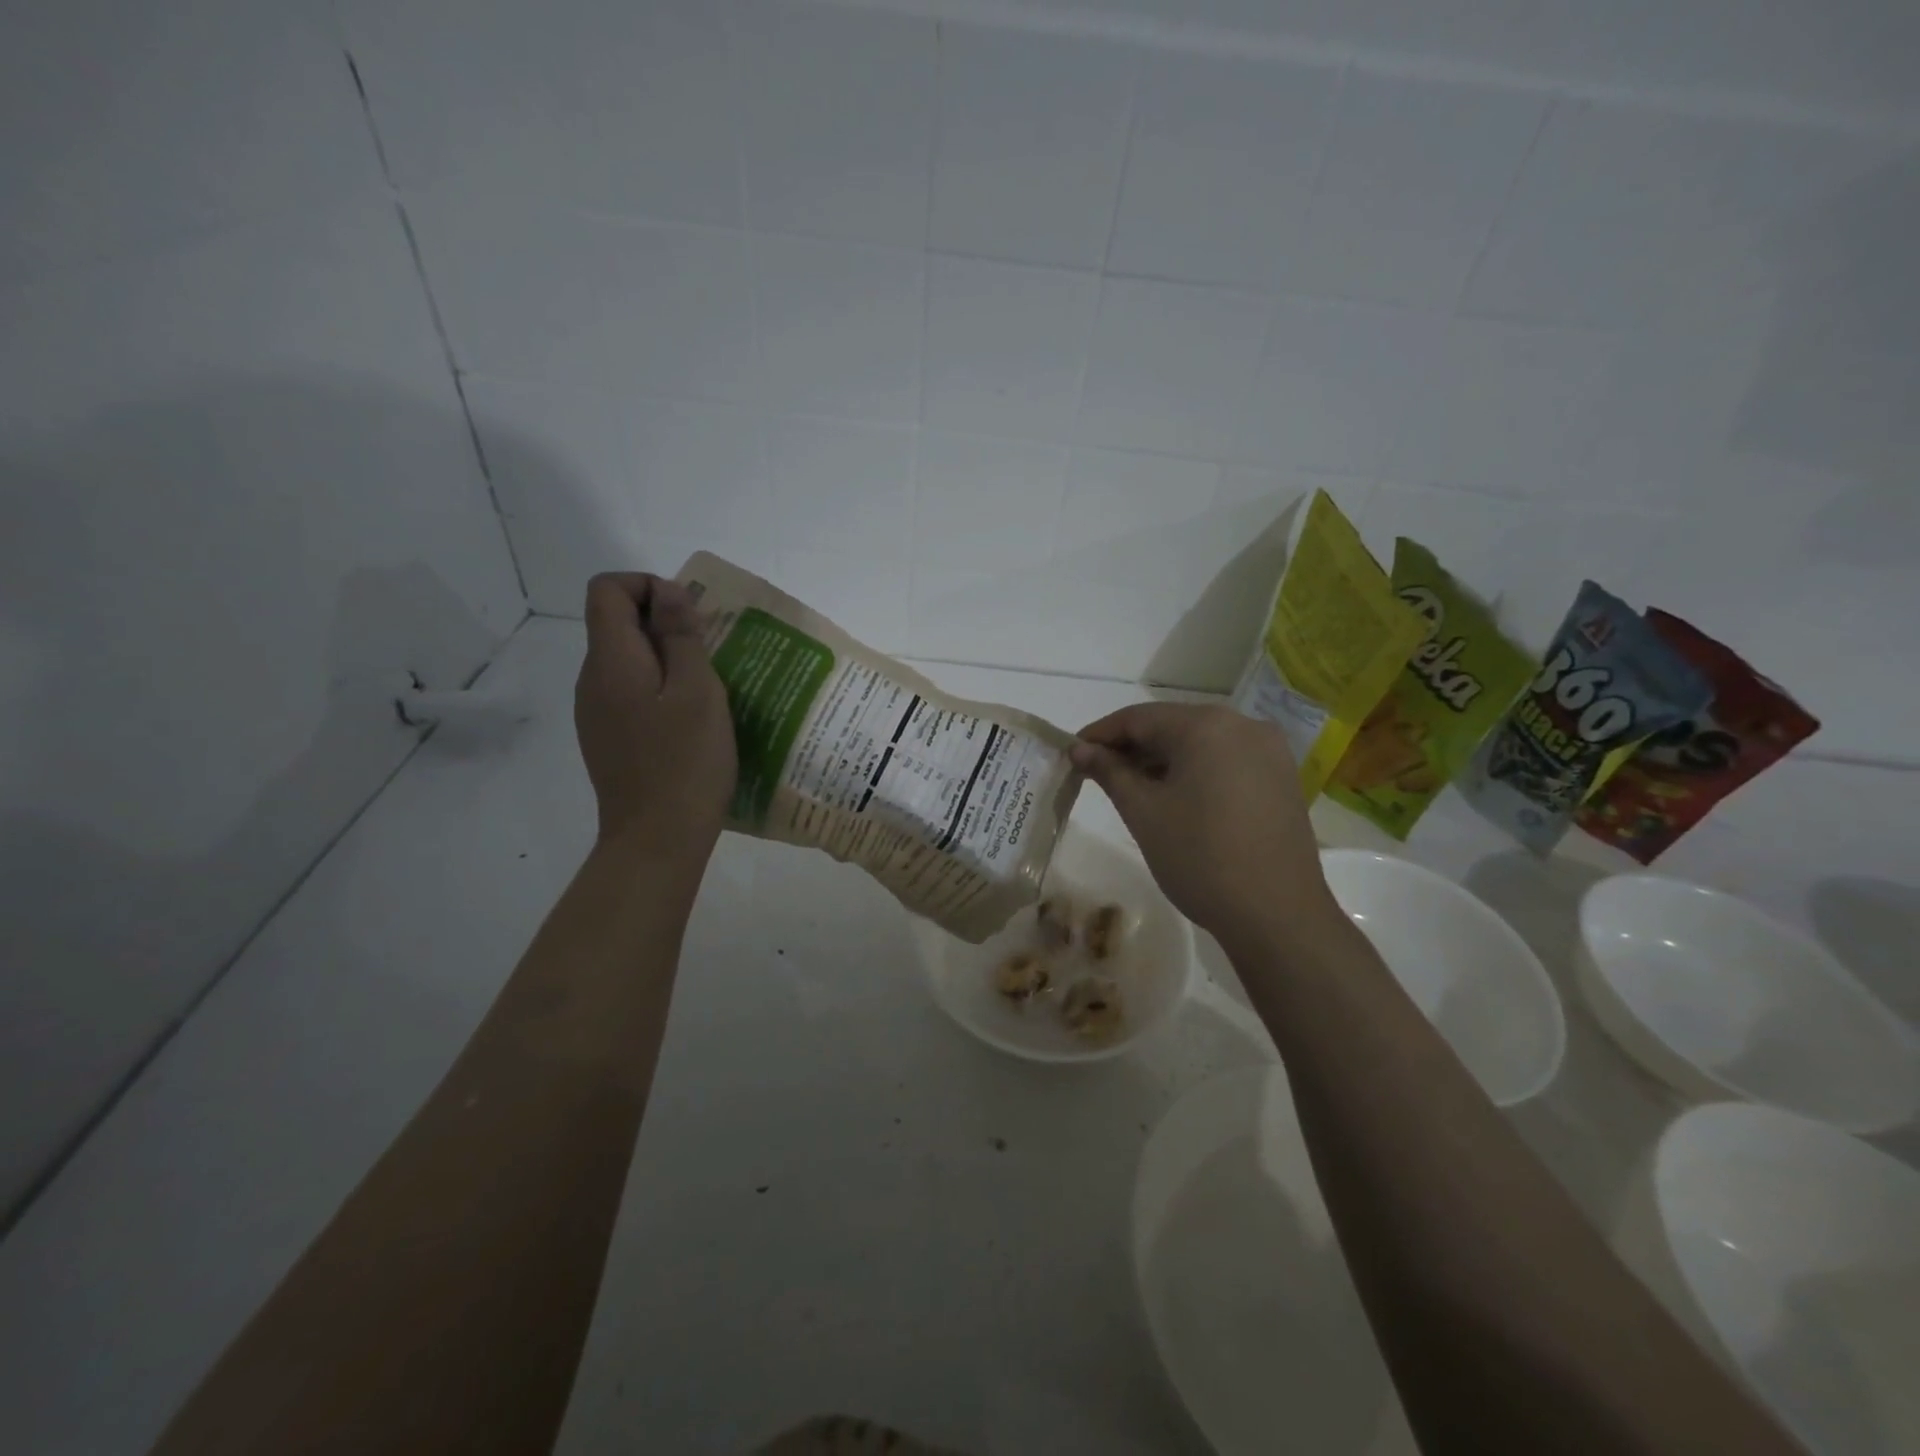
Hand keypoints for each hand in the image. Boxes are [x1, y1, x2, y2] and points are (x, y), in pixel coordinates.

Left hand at [574, 574, 735, 857]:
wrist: (657, 840)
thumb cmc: (686, 762)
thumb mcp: (699, 691)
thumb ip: (681, 636)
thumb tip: (668, 591)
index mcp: (611, 661)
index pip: (607, 590)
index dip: (648, 586)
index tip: (690, 618)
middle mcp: (593, 680)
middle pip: (615, 623)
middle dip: (664, 623)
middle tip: (711, 653)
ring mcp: (596, 712)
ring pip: (627, 660)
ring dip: (666, 659)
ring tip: (709, 688)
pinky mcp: (608, 738)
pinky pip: (630, 692)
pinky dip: (659, 689)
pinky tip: (690, 720)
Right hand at [1070, 703, 1341, 953]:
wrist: (1277, 915)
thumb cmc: (1200, 858)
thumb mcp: (1143, 812)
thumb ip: (1109, 771)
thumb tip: (1080, 748)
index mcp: (1207, 725)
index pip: (1139, 718)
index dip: (1100, 734)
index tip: (1072, 753)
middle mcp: (1243, 724)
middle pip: (1172, 725)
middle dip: (1132, 747)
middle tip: (1097, 774)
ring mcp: (1269, 751)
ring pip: (1200, 743)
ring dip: (1162, 759)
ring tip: (1132, 789)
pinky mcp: (1281, 777)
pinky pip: (1226, 760)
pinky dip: (1195, 770)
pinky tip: (1175, 797)